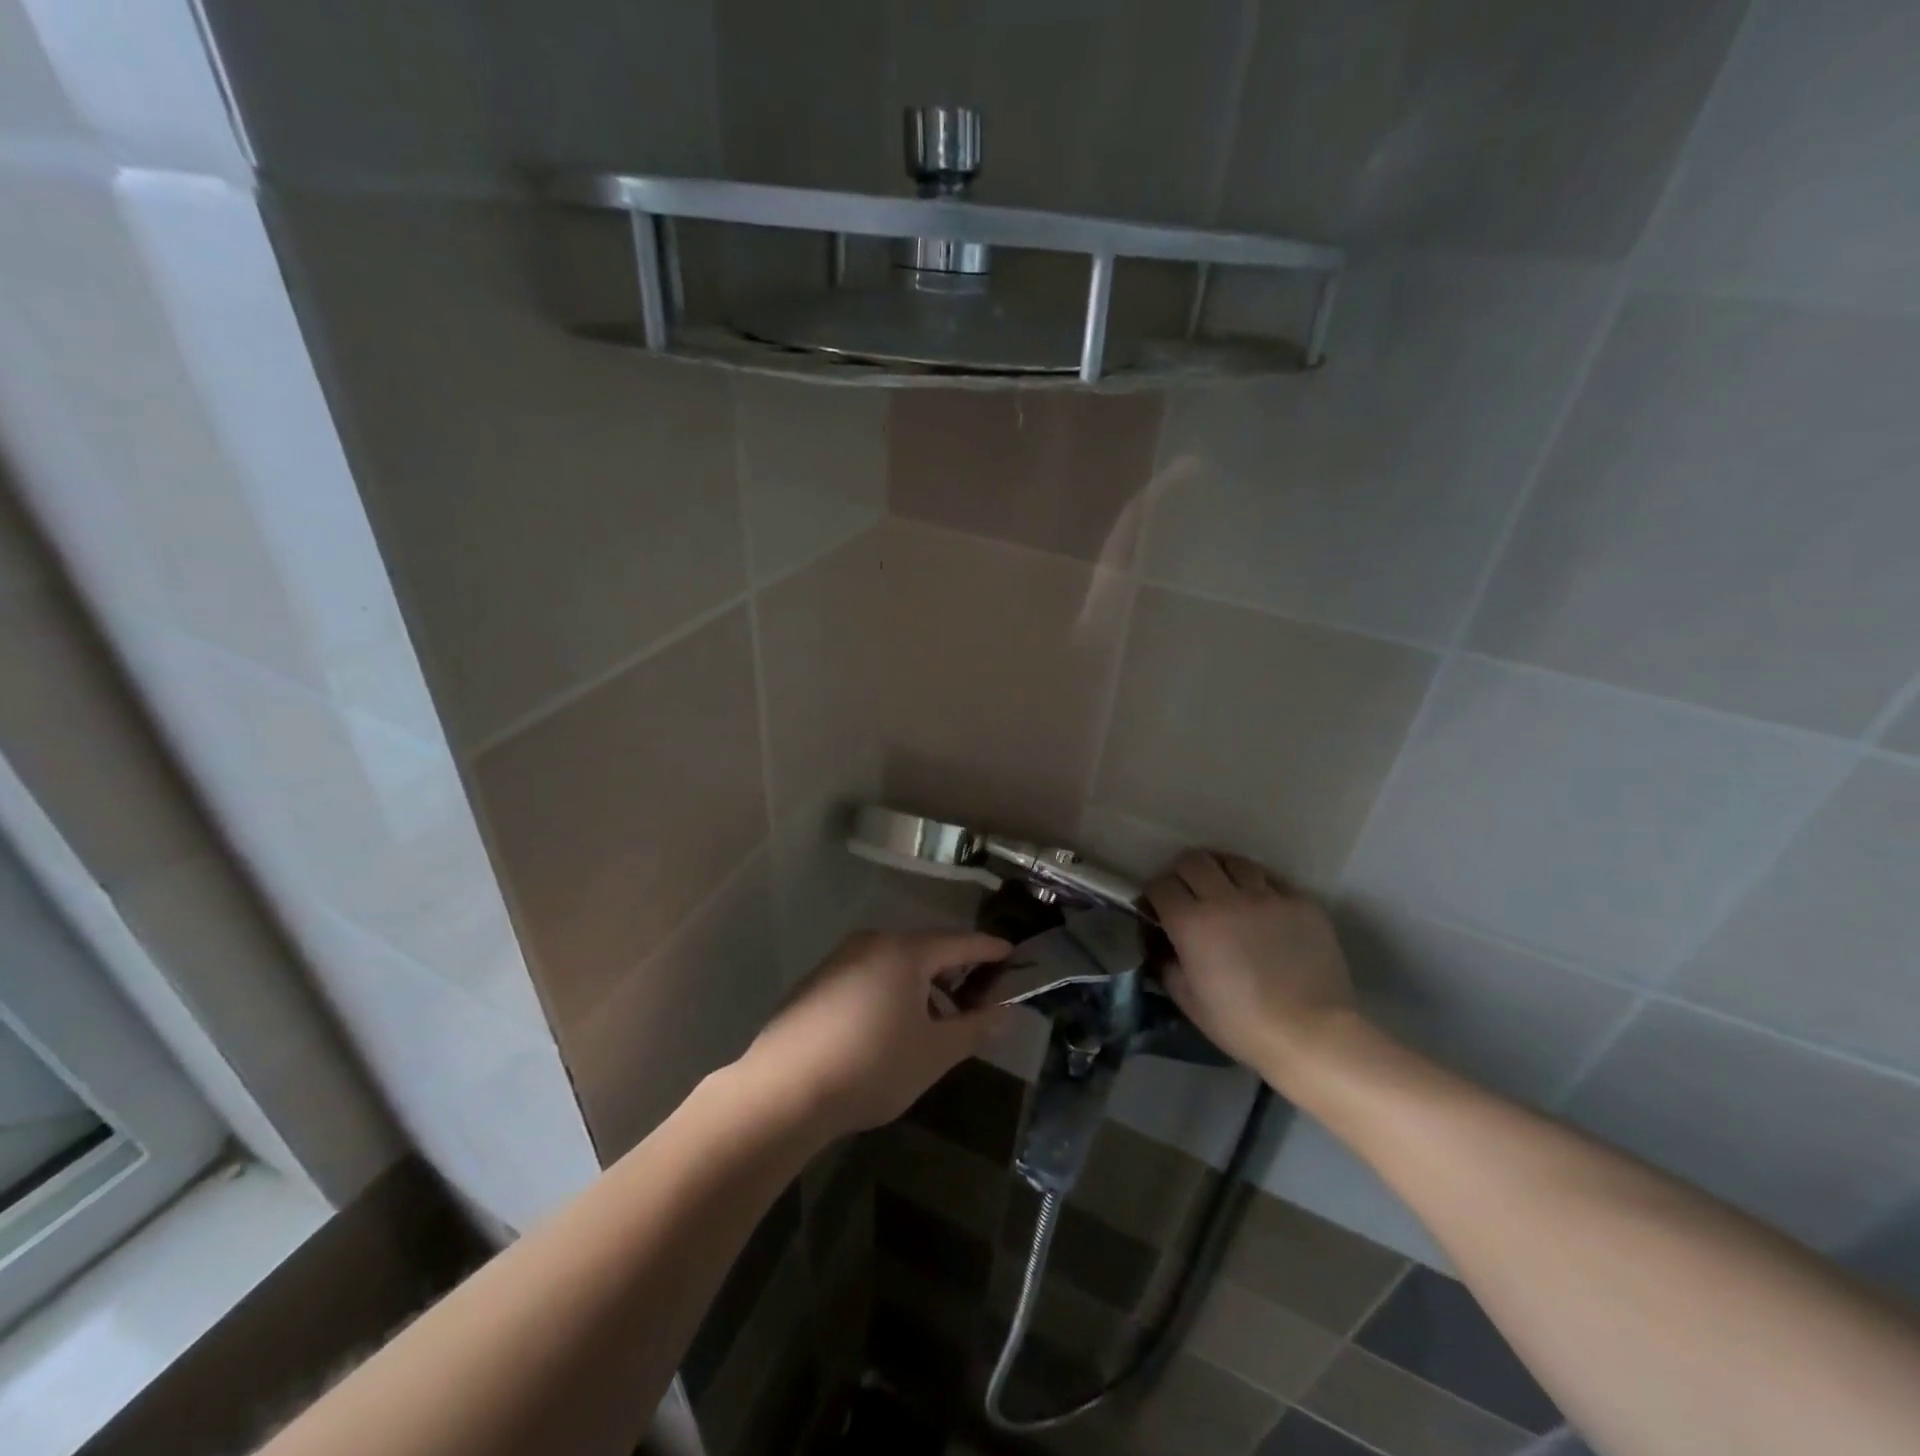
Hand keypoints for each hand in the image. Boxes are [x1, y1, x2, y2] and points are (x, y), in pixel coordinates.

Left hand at [738, 929, 1010, 1138]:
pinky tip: (890, 1027)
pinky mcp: (817, 982)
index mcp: (905, 951)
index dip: (989, 950)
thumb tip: (1005, 1012)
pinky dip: (890, 990)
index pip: (960, 942)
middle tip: (977, 996)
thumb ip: (974, 1028)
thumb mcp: (934, 1053)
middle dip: (954, 971)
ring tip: (935, 1021)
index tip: (1011, 954)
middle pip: (925, 948)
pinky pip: (868, 975)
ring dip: (922, 985)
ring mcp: (839, 959)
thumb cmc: (871, 1066)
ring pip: (894, 962)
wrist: (783, 1091)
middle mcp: (872, 942)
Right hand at [1147, 851, 1357, 1089]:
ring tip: (1226, 892)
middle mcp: (1226, 898)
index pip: (1160, 884)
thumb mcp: (1188, 1001)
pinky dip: (1260, 890)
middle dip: (1183, 873)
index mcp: (1192, 922)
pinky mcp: (1301, 902)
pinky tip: (1263, 912)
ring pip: (1235, 861)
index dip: (1154, 895)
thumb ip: (1168, 965)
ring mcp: (1267, 896)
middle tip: (1189, 894)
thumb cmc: (1242, 1024)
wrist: (1313, 1035)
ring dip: (1222, 872)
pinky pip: (1272, 882)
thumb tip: (1162, 946)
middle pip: (1194, 860)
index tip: (1158, 909)